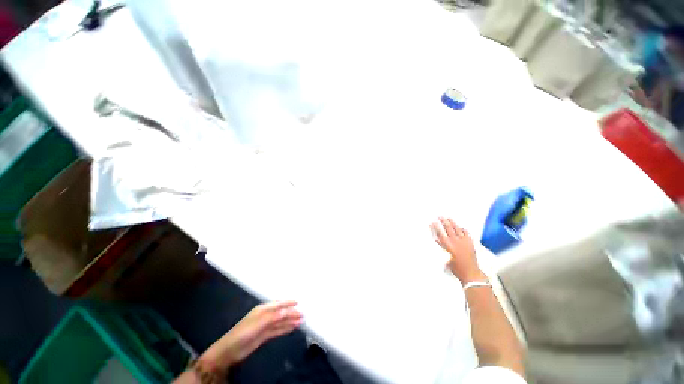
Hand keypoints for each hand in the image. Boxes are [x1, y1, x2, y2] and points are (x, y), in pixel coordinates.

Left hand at [202, 300, 303, 370]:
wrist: (230, 351)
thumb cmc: (244, 332)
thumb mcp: (260, 322)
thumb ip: (275, 316)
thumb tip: (289, 310)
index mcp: (263, 309)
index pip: (279, 304)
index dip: (288, 302)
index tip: (298, 301)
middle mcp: (265, 315)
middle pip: (281, 313)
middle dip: (291, 313)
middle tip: (303, 314)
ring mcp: (265, 326)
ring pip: (280, 322)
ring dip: (290, 321)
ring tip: (301, 321)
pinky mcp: (264, 336)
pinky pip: (277, 330)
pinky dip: (285, 328)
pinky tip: (292, 328)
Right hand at [431, 218, 485, 283]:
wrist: (470, 273)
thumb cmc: (456, 268)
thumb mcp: (445, 257)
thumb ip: (442, 248)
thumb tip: (438, 240)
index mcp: (448, 245)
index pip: (440, 233)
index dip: (435, 227)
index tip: (432, 222)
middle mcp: (455, 241)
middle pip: (448, 228)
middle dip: (443, 221)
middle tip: (439, 216)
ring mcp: (463, 241)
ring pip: (457, 228)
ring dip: (452, 223)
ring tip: (448, 218)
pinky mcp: (470, 243)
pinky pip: (466, 233)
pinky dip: (463, 229)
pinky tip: (461, 227)